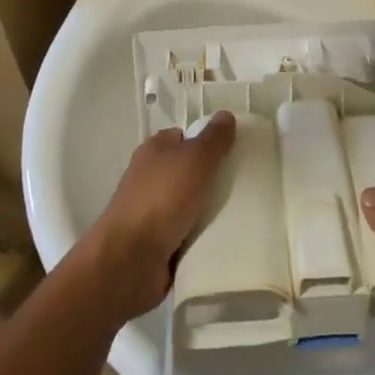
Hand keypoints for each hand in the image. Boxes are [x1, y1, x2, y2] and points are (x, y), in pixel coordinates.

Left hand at [81, 112, 236, 320]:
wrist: (130, 260)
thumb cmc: (162, 198)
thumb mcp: (195, 159)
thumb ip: (213, 138)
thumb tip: (225, 115)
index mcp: (154, 150)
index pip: (184, 136)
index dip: (207, 141)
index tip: (235, 151)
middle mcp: (150, 177)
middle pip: (189, 170)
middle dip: (213, 177)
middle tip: (245, 182)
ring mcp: (152, 211)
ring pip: (190, 202)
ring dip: (210, 208)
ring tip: (244, 211)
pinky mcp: (157, 241)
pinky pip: (188, 231)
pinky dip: (203, 233)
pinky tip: (226, 235)